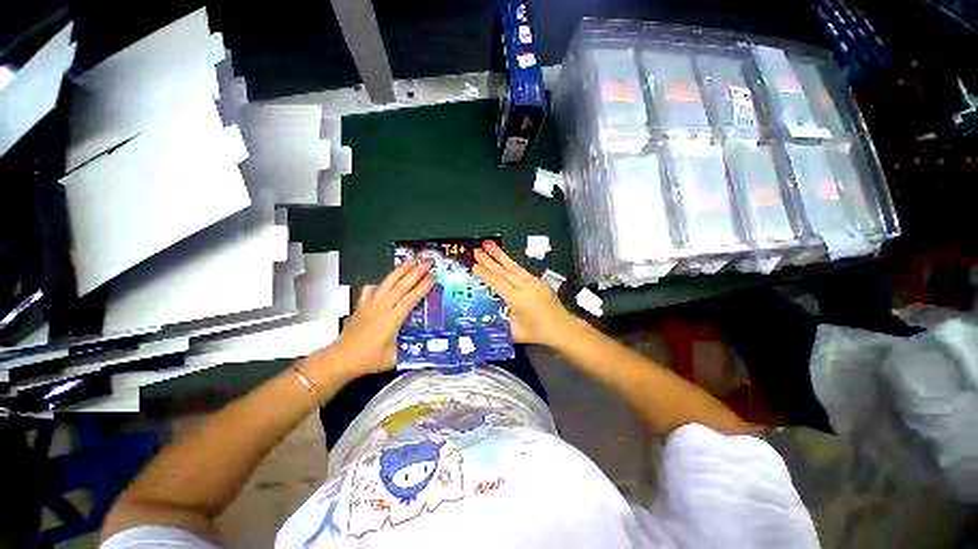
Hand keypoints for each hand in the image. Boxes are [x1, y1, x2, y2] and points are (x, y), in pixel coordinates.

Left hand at [311, 261, 432, 385]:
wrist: (341, 359)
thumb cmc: (369, 360)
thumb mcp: (394, 358)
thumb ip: (409, 349)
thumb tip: (424, 345)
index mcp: (392, 319)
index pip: (410, 299)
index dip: (422, 288)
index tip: (432, 278)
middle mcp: (382, 307)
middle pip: (401, 286)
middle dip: (416, 273)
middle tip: (427, 263)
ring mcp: (370, 304)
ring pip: (387, 283)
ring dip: (400, 271)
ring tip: (411, 261)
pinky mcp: (361, 305)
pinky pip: (371, 290)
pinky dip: (379, 284)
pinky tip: (384, 282)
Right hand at [473, 241, 577, 346]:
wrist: (563, 328)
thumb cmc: (537, 332)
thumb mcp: (515, 332)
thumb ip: (501, 321)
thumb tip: (489, 314)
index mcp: (517, 299)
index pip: (498, 283)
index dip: (485, 274)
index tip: (473, 265)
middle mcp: (525, 287)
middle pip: (504, 271)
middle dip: (489, 260)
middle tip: (476, 250)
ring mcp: (533, 282)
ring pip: (513, 266)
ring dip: (500, 255)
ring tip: (489, 245)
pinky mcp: (539, 281)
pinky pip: (521, 270)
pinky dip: (511, 263)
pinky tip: (506, 259)